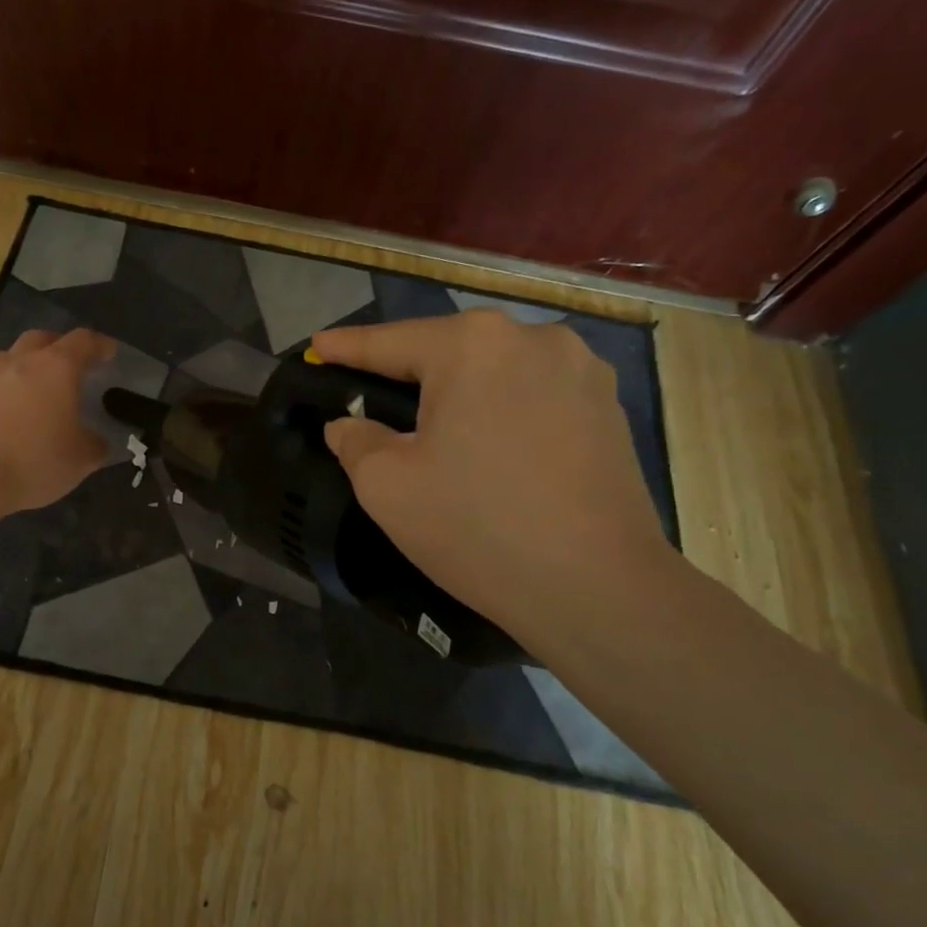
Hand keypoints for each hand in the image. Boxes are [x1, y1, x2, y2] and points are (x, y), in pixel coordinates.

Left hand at [0, 328, 114, 516]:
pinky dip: (4, 391)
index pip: (83, 341)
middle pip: (41, 339)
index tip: (109, 353)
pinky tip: (8, 416)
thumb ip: (95, 445)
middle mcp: (20, 362)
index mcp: (56, 368)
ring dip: (27, 366)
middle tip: (71, 365)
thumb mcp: (80, 461)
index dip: (99, 345)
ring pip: (11, 358)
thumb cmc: (33, 462)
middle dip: (59, 346)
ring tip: (36, 390)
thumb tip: (97, 441)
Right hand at [312, 310, 676, 648]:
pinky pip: (534, 395)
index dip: (347, 347)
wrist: (598, 588)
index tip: (317, 345)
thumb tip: (348, 425)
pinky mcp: (609, 407)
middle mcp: (532, 338)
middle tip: (373, 400)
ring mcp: (581, 369)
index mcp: (472, 344)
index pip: (390, 341)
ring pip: (495, 371)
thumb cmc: (477, 527)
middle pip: (448, 351)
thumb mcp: (387, 486)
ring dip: (460, 393)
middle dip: (407, 373)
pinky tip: (492, 448)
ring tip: (437, 431)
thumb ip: (355, 441)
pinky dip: (502, 411)